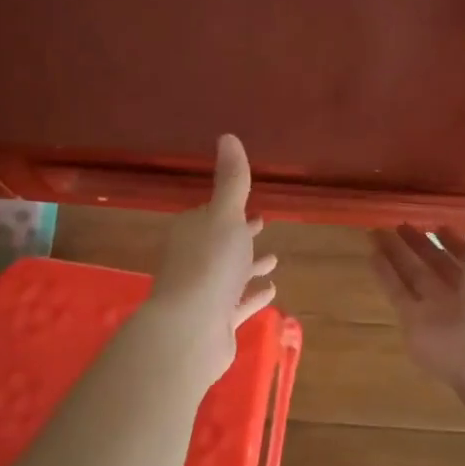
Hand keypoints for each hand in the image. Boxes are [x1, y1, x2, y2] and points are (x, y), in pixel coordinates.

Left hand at [147, 135, 277, 380]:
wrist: (190, 329)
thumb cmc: (209, 264)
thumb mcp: (225, 215)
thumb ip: (231, 180)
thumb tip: (227, 136)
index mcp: (191, 232)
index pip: (211, 216)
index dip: (231, 211)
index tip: (250, 206)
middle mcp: (193, 261)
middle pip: (220, 244)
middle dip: (241, 236)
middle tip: (263, 226)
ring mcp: (204, 294)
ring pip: (230, 275)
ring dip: (249, 266)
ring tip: (274, 260)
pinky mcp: (216, 322)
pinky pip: (238, 304)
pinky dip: (253, 296)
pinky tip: (271, 291)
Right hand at [369, 195, 464, 393]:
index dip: (455, 236)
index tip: (437, 218)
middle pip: (438, 262)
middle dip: (420, 242)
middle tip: (400, 221)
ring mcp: (438, 309)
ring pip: (413, 274)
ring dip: (396, 253)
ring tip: (376, 229)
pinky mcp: (413, 322)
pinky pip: (396, 293)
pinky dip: (384, 274)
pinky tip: (370, 253)